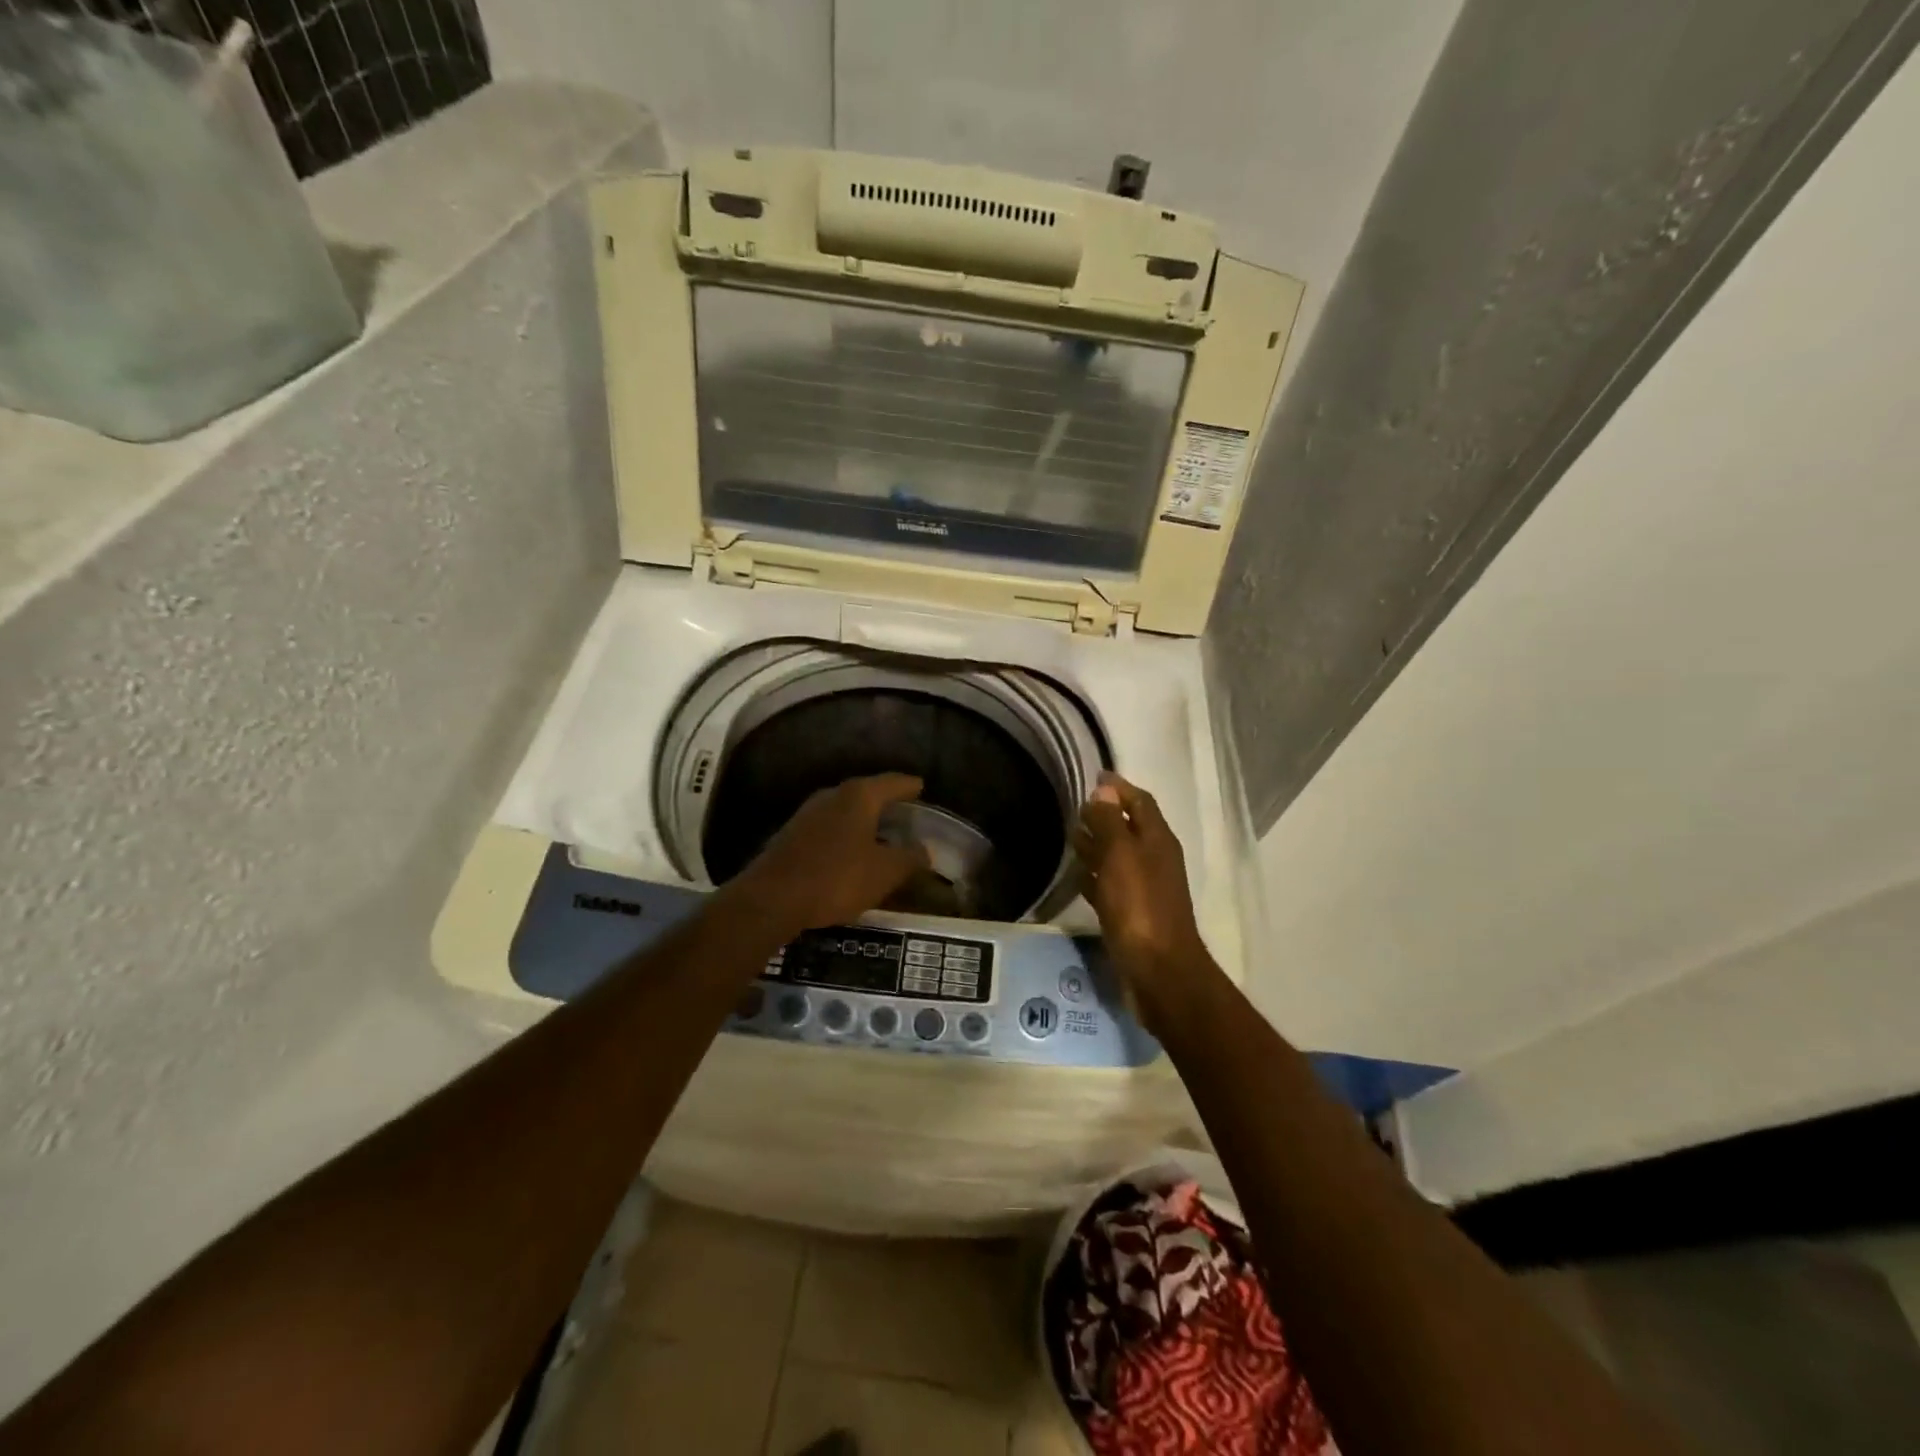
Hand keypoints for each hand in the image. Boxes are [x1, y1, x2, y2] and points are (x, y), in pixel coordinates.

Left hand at [725, 774, 930, 935]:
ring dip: (864, 821)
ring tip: (883, 834)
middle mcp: (832, 795)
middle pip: (867, 793)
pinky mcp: (792, 834)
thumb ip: (910, 858)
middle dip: (887, 803)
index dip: (911, 786)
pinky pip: (829, 828)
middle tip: (906, 814)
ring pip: (845, 811)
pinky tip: (852, 852)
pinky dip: (845, 835)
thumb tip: (924, 850)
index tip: (922, 788)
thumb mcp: (885, 872)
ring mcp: (808, 813)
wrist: (772, 899)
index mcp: (859, 796)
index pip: (893, 782)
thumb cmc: (836, 878)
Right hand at [1073, 773, 1209, 1015]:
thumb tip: (1103, 790)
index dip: (1119, 787)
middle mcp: (1154, 859)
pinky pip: (1110, 886)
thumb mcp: (1121, 855)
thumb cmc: (1139, 906)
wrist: (1158, 971)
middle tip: (1075, 808)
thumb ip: (1110, 820)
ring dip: (1097, 845)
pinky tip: (1077, 877)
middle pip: (1128, 828)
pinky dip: (1095, 877)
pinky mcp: (1131, 915)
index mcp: (1157, 840)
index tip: (1095, 776)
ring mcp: (1144, 889)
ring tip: (1070, 837)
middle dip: (1104, 815)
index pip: (1139, 801)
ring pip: (1117, 857)